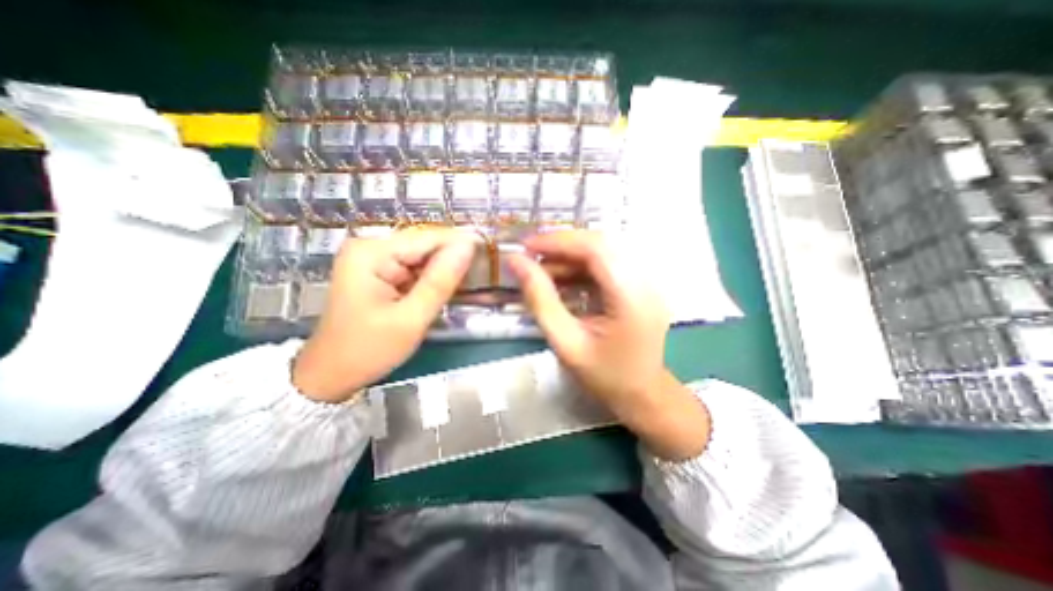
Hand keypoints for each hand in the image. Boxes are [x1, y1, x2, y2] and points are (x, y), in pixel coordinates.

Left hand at [290, 230, 473, 402]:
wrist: (330, 375)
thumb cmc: (368, 350)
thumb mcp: (411, 319)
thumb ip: (440, 281)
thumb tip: (468, 247)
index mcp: (371, 253)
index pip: (427, 238)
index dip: (461, 243)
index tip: (489, 252)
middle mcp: (369, 247)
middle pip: (423, 244)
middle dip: (452, 258)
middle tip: (482, 270)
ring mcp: (371, 259)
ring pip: (421, 256)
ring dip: (444, 268)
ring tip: (469, 280)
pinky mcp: (377, 271)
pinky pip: (413, 267)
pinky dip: (431, 277)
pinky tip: (445, 287)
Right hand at [505, 232, 710, 461]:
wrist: (643, 396)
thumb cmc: (604, 377)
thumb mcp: (565, 342)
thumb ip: (540, 299)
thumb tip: (516, 262)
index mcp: (631, 297)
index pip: (596, 249)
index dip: (558, 241)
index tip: (526, 247)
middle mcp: (645, 282)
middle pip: (600, 244)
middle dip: (561, 246)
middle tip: (530, 258)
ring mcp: (646, 282)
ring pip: (603, 252)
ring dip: (569, 257)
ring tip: (541, 271)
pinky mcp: (640, 286)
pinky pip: (607, 265)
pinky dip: (580, 268)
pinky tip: (561, 280)